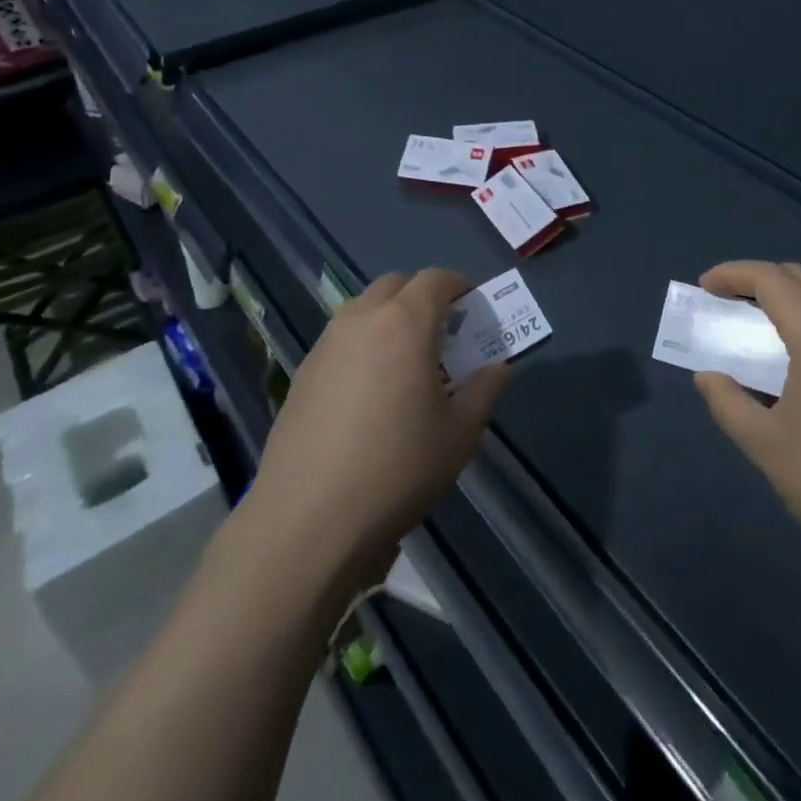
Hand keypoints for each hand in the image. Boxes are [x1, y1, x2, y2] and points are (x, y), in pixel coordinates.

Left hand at [246, 269, 508, 589]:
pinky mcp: (302, 373)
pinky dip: (362, 345)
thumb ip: (485, 391)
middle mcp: (362, 319)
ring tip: (405, 363)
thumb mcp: (459, 434)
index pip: (436, 279)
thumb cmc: (397, 469)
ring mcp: (326, 344)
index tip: (474, 308)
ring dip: (389, 318)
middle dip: (422, 297)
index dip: (459, 286)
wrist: (307, 520)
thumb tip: (498, 368)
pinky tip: (368, 393)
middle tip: (442, 334)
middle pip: (396, 285)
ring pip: (364, 308)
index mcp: (405, 322)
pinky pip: (340, 339)